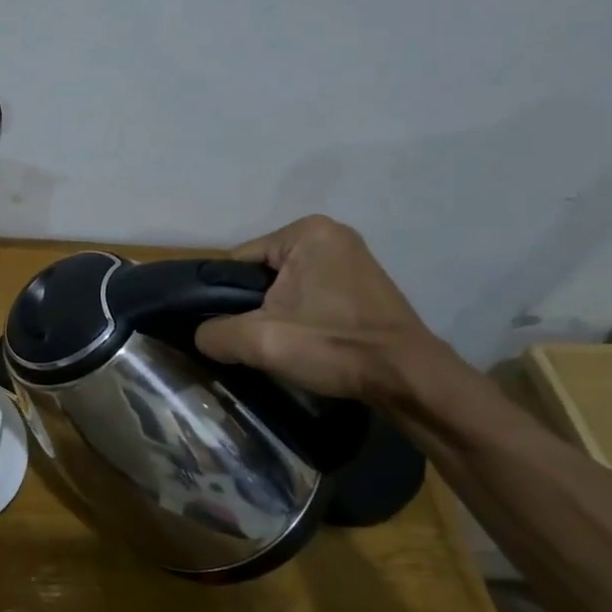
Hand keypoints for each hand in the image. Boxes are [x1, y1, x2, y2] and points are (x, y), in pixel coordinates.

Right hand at [193, 215, 450, 407]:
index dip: (226, 298)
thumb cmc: (334, 346)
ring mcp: (352, 257)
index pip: (238, 263)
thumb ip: (215, 333)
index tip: (232, 328)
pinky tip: (309, 340)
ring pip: (287, 286)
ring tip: (283, 343)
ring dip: (279, 312)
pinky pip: (312, 293)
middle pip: (262, 273)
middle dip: (255, 305)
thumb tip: (202, 336)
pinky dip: (303, 315)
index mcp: (305, 232)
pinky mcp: (364, 283)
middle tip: (259, 339)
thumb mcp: (260, 341)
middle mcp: (330, 234)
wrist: (408, 379)